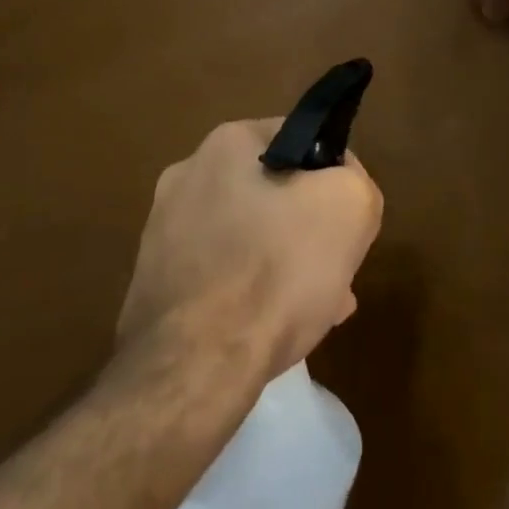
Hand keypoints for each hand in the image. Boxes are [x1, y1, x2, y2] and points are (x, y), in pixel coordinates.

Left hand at [118, 120, 382, 382]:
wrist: (194, 369)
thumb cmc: (277, 269)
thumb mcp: (350, 205)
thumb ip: (355, 179)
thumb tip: (339, 187)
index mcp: (226, 143)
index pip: (300, 139)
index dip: (334, 175)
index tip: (346, 217)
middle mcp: (186, 177)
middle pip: (273, 192)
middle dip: (307, 227)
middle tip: (334, 267)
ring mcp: (162, 234)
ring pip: (248, 239)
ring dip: (283, 263)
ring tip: (315, 307)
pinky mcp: (153, 286)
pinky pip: (220, 278)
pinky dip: (249, 295)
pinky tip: (273, 329)